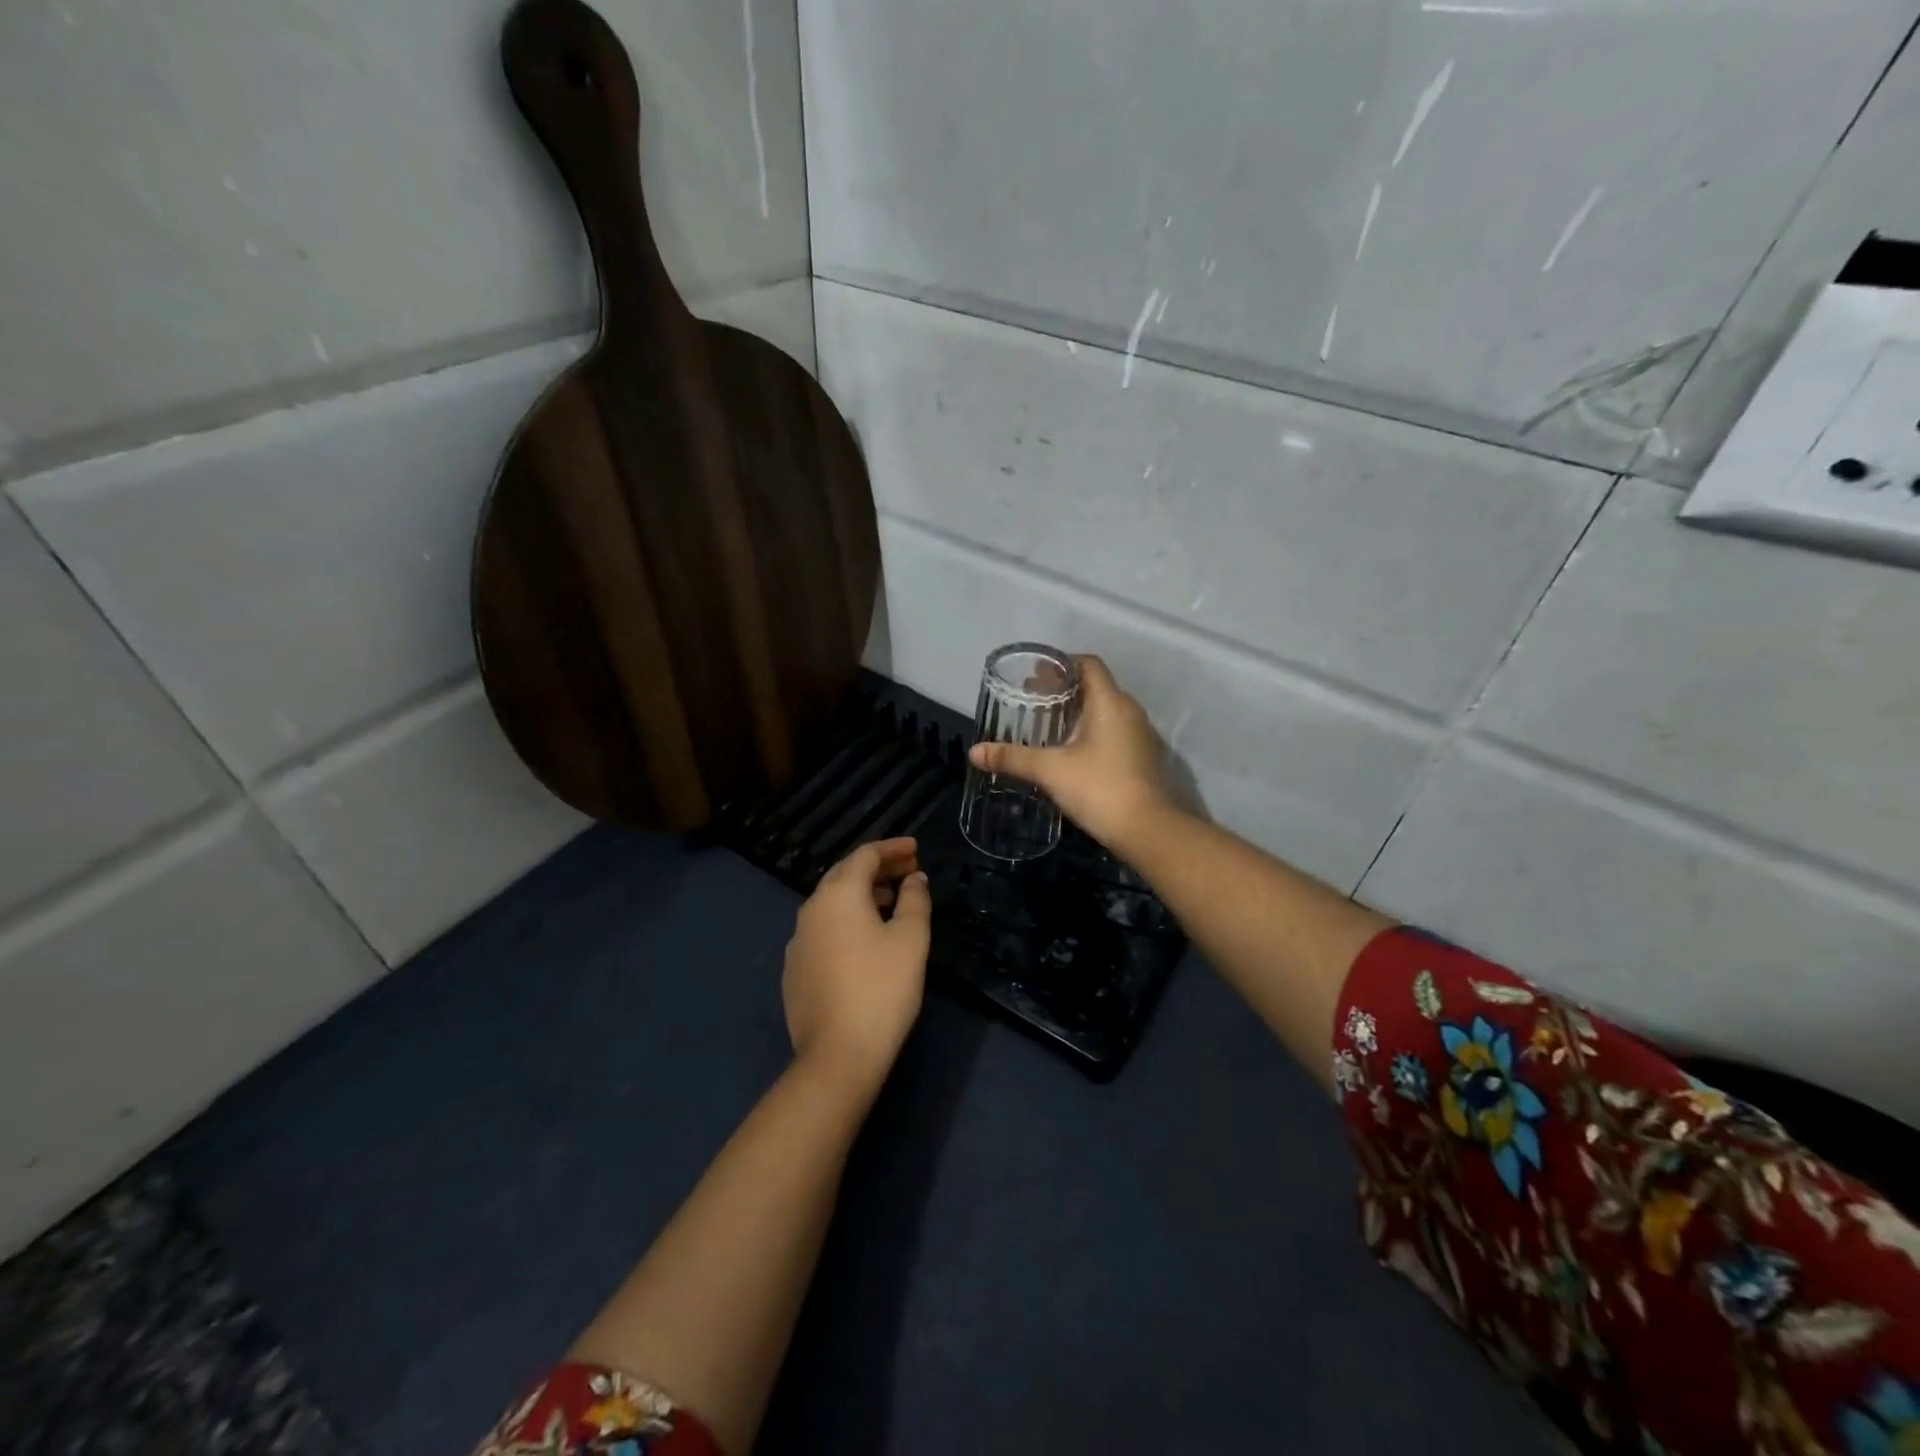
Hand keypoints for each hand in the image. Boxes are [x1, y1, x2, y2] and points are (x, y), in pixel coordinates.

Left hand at [783, 838, 931, 1096]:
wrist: (838, 1054)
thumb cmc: (882, 988)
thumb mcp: (911, 939)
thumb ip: (914, 900)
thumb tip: (914, 878)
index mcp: (838, 895)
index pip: (864, 855)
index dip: (892, 848)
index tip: (916, 849)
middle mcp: (811, 910)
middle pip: (844, 874)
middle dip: (877, 869)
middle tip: (907, 872)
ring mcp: (798, 941)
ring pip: (831, 903)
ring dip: (861, 895)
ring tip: (891, 903)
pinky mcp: (795, 969)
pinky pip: (823, 930)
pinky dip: (846, 921)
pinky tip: (865, 941)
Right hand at [967, 655, 1173, 852]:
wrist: (1148, 830)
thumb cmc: (1099, 788)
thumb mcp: (1050, 770)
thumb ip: (1013, 757)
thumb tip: (974, 752)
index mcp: (1110, 702)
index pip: (1088, 664)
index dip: (1061, 664)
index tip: (1036, 676)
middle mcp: (1130, 711)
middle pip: (1096, 686)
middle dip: (1064, 690)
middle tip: (1034, 701)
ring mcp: (1141, 735)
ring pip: (1106, 710)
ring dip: (1079, 712)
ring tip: (1049, 726)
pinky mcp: (1143, 757)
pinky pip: (1114, 731)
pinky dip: (1092, 732)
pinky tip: (1072, 752)